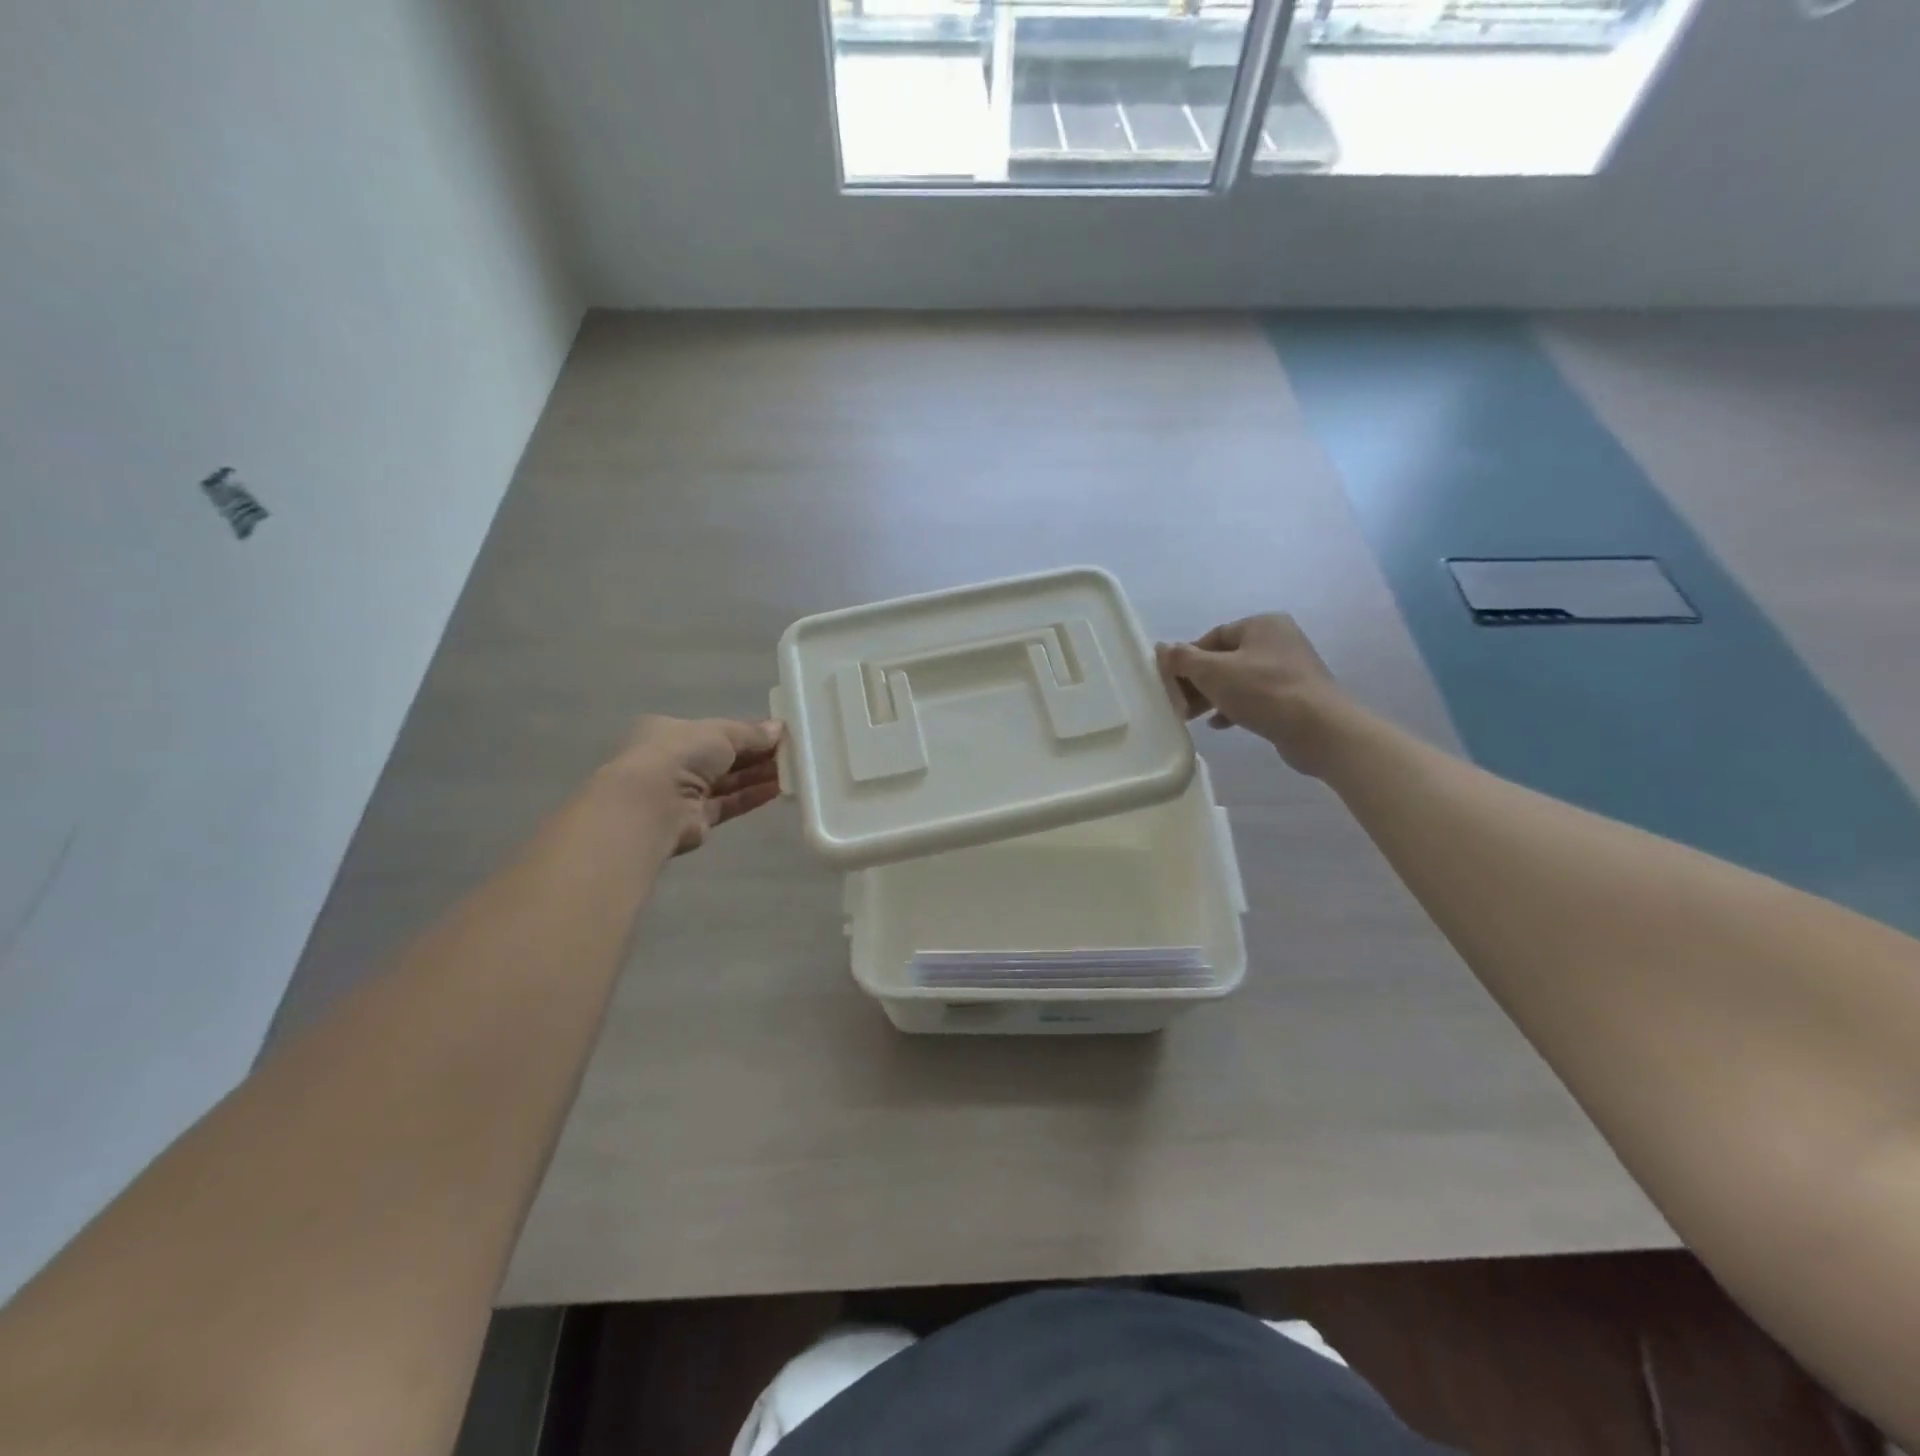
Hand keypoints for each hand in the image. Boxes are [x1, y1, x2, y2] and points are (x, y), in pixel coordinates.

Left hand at [607, 716, 784, 853]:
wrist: (653, 803)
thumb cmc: (680, 754)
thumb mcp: (720, 732)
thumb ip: (750, 733)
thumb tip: (779, 729)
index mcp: (671, 732)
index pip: (715, 731)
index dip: (746, 732)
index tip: (777, 734)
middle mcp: (674, 761)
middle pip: (724, 757)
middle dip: (756, 755)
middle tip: (791, 753)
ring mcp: (684, 792)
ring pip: (728, 782)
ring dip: (758, 776)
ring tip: (792, 771)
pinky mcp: (696, 819)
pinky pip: (728, 804)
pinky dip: (751, 797)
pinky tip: (777, 790)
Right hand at [1156, 615, 1351, 776]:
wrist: (1319, 730)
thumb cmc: (1263, 692)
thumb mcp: (1213, 672)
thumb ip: (1183, 659)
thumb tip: (1161, 648)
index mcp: (1262, 625)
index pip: (1212, 636)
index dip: (1187, 659)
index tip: (1171, 682)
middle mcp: (1279, 640)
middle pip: (1225, 659)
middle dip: (1199, 681)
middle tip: (1178, 703)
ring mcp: (1290, 670)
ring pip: (1239, 680)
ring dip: (1214, 696)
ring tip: (1192, 716)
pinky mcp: (1295, 697)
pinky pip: (1256, 697)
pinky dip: (1235, 707)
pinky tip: (1219, 724)